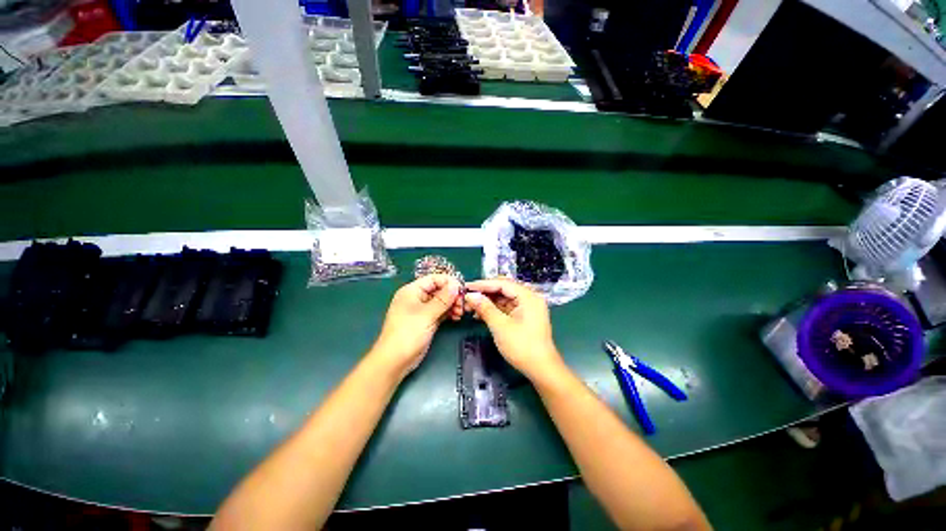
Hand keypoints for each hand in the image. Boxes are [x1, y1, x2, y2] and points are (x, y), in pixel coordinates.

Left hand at [371, 274, 463, 378]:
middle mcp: (417, 297)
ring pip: (441, 301)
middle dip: (452, 295)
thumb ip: (443, 299)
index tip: (462, 290)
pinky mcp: (426, 321)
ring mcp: (422, 310)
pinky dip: (448, 313)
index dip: (449, 282)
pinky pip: (440, 312)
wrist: (395, 361)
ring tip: (460, 313)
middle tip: (463, 304)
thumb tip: (456, 285)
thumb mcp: (426, 314)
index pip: (434, 279)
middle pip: (439, 289)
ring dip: (452, 305)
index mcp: (412, 290)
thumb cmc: (407, 334)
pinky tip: (456, 317)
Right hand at [464, 278, 563, 380]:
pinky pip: (507, 307)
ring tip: (471, 307)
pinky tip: (481, 314)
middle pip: (504, 289)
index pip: (502, 283)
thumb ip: (485, 308)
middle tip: (467, 298)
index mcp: (528, 296)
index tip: (466, 287)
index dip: (483, 284)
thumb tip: (470, 295)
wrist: (541, 370)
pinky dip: (494, 310)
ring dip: (488, 302)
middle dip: (485, 293)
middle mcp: (530, 298)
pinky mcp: (525, 316)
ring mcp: (528, 307)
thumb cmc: (522, 347)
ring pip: (504, 298)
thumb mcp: (500, 326)